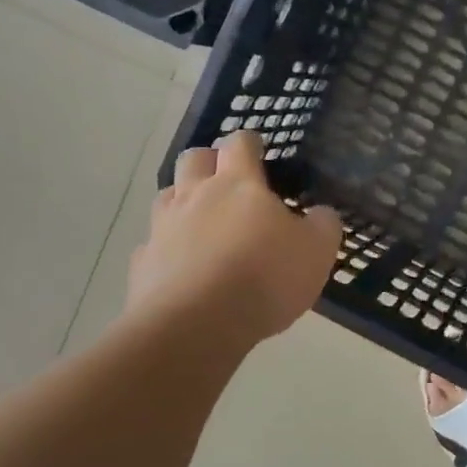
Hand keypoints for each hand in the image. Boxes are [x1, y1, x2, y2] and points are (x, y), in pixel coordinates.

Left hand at [126, 130, 342, 344]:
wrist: (196, 325)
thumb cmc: (264, 277)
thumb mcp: (317, 251)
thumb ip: (323, 225)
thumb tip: (321, 213)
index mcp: (237, 184)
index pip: (239, 144)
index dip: (249, 142)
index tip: (258, 148)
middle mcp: (194, 196)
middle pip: (192, 159)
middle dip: (209, 161)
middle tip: (227, 180)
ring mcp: (163, 228)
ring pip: (166, 197)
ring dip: (183, 200)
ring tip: (203, 222)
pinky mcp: (143, 263)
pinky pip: (153, 245)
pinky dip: (167, 249)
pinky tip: (183, 267)